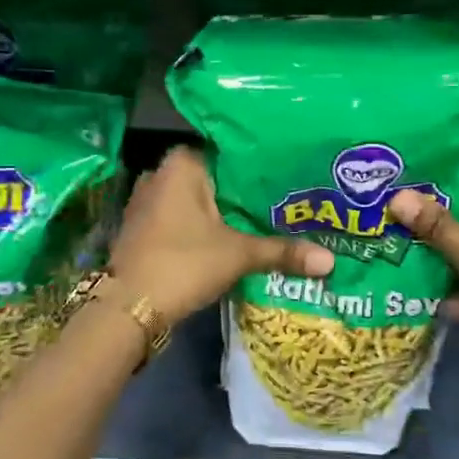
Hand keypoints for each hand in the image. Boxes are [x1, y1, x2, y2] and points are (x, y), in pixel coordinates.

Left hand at [108, 147, 333, 323]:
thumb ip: (282, 252)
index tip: (288, 174)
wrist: (127, 308)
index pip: (228, 150)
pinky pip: (182, 219)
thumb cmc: (182, 264)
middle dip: (243, 191)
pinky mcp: (143, 229)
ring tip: (265, 218)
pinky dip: (204, 227)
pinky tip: (231, 238)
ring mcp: (147, 203)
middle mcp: (160, 175)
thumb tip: (331, 261)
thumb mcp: (238, 255)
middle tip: (286, 198)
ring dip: (223, 212)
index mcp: (181, 165)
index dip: (258, 163)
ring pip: (197, 201)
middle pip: (213, 178)